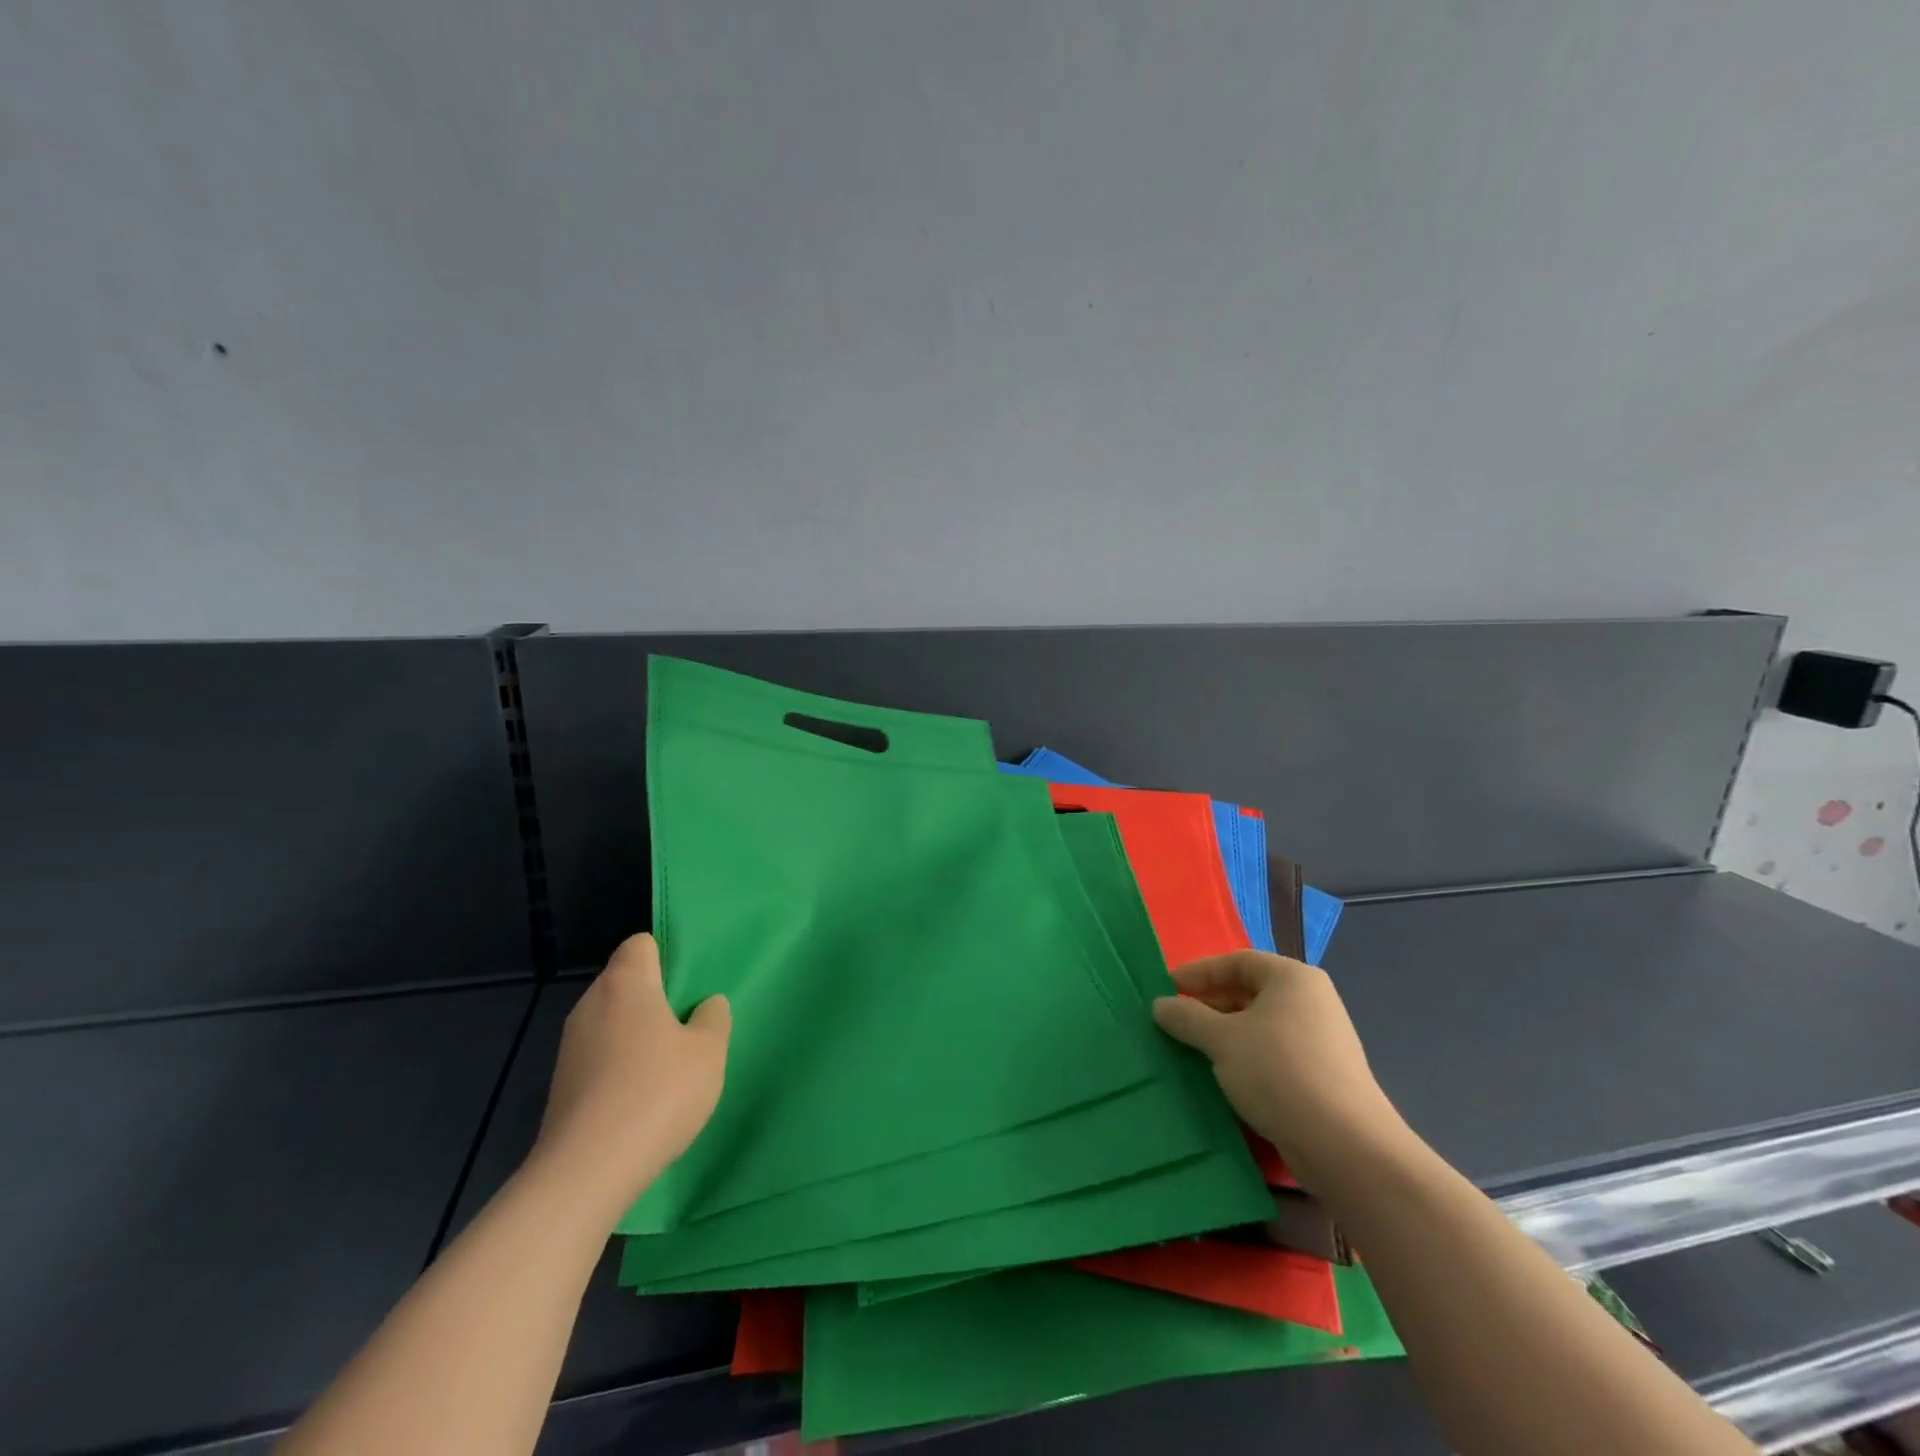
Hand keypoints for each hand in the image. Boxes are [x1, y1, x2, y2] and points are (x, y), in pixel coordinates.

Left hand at [529, 933, 730, 1217]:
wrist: (585, 1172)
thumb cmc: (656, 1094)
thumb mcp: (709, 1052)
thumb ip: (713, 1018)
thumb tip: (705, 1005)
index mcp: (626, 984)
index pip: (640, 944)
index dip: (666, 956)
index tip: (690, 985)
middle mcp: (591, 1004)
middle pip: (625, 982)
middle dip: (655, 997)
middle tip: (688, 1025)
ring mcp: (570, 1045)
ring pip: (611, 1021)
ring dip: (637, 1034)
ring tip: (668, 1065)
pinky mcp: (561, 1083)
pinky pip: (599, 1055)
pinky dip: (618, 1065)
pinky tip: (641, 1097)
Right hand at [1153, 952, 1408, 1192]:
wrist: (1345, 1146)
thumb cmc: (1278, 1072)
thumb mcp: (1222, 1040)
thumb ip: (1187, 1017)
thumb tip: (1160, 1005)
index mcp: (1292, 978)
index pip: (1237, 961)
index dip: (1199, 972)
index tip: (1168, 988)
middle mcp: (1311, 1001)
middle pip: (1250, 991)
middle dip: (1210, 1005)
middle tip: (1176, 1020)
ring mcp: (1321, 1039)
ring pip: (1260, 1026)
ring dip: (1225, 1034)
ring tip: (1192, 1049)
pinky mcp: (1323, 1075)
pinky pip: (1273, 1053)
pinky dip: (1245, 1057)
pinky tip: (1223, 1076)